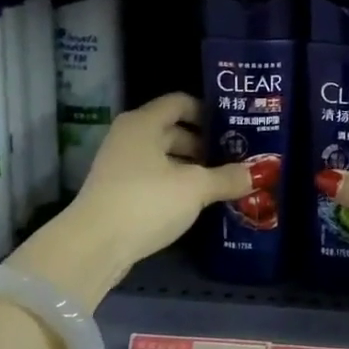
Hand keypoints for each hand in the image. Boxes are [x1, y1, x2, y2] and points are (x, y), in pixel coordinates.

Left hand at [11, 93, 249, 307]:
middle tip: (234, 158)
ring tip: (220, 182)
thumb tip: (256, 174)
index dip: (207, 111)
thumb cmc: (146, 201)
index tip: (233, 127)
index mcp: (143, 123)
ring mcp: (119, 165)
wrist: (93, 246)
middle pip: (172, 130)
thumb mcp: (195, 188)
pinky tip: (196, 202)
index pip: (179, 102)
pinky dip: (175, 185)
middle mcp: (128, 137)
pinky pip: (153, 178)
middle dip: (203, 144)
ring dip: (190, 167)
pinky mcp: (117, 192)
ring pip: (163, 157)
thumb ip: (226, 178)